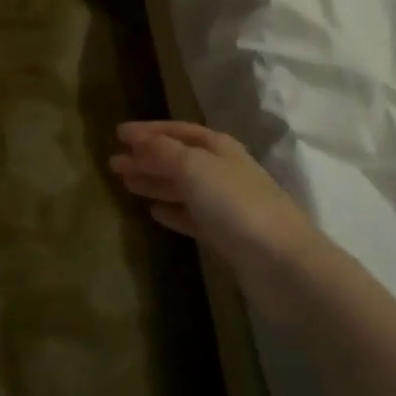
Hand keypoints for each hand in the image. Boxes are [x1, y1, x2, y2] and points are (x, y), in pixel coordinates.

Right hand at [110, 121, 324, 322]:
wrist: (282, 264)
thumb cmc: (236, 205)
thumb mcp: (194, 168)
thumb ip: (163, 152)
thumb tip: (137, 139)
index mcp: (219, 148)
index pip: (178, 131)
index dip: (148, 130)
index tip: (118, 133)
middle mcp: (223, 171)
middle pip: (178, 159)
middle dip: (147, 158)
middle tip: (113, 162)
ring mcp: (226, 205)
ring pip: (182, 187)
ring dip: (155, 183)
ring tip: (126, 183)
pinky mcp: (226, 236)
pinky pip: (191, 216)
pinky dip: (172, 211)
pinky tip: (154, 212)